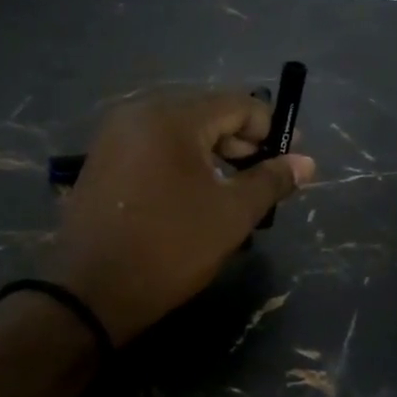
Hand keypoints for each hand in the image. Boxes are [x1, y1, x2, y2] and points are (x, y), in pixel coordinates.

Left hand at [41, 91, 316, 344]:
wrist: (90, 292)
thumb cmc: (169, 249)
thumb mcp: (231, 216)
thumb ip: (270, 181)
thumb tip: (306, 162)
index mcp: (171, 117)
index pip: (236, 103)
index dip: (269, 127)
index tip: (290, 157)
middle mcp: (138, 113)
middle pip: (205, 111)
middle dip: (240, 140)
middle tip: (263, 175)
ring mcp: (114, 136)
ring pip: (178, 129)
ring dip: (212, 151)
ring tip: (232, 187)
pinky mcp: (101, 160)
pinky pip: (152, 146)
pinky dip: (180, 160)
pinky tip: (194, 192)